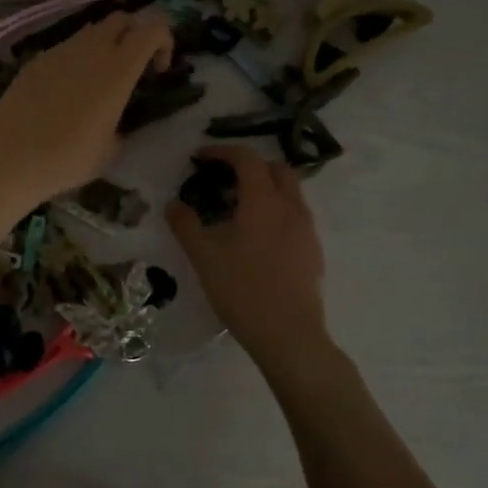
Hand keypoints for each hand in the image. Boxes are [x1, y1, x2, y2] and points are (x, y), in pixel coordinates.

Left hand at [0, 10, 172, 201]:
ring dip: (103, 45)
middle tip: (132, 67)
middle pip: (122, 19)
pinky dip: (75, 59)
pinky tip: (65, 91)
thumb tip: (115, 123)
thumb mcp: (110, 148)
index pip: (152, 28)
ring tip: (98, 80)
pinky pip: (64, 48)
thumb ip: (121, 124)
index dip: (164, 41)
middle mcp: (91, 50)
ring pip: (91, 31)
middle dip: (134, 35)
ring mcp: (59, 51)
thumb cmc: (68, 158)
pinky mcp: (36, 60)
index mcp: (118, 69)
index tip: (158, 71)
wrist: (11, 157)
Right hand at [168, 145, 329, 365]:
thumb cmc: (242, 289)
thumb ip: (185, 224)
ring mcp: (307, 230)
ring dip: (265, 190)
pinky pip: (295, 217)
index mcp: (264, 201)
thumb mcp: (203, 256)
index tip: (201, 158)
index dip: (223, 151)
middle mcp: (291, 208)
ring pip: (290, 193)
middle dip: (250, 167)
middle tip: (224, 181)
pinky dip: (276, 213)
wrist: (289, 336)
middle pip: (277, 169)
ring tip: (237, 212)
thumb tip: (173, 204)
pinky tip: (256, 240)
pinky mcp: (313, 252)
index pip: (247, 158)